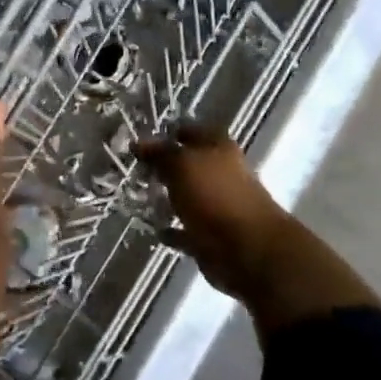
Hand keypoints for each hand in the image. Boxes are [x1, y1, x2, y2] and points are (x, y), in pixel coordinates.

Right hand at [132, 122, 293, 300]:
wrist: (246, 249)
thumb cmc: (214, 195)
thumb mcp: (181, 165)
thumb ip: (159, 153)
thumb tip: (137, 143)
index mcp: (218, 148)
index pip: (191, 130)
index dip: (168, 133)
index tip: (141, 140)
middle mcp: (220, 173)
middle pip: (189, 164)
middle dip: (164, 167)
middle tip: (134, 169)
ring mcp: (218, 205)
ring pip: (187, 196)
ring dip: (166, 198)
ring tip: (137, 197)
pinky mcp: (211, 235)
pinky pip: (186, 228)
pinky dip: (172, 229)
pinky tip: (152, 227)